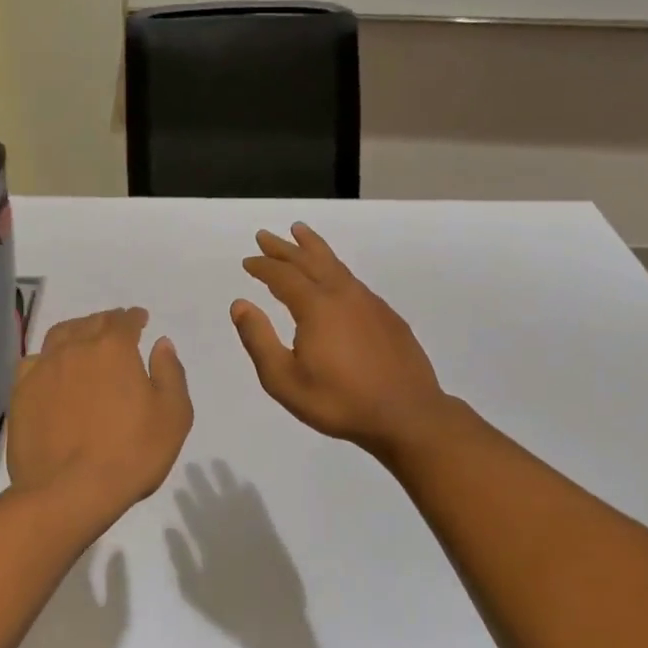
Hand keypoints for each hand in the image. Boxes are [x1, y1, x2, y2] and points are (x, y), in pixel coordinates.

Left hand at [8, 307, 193, 516]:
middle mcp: (75, 348)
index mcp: (114, 349)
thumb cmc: (131, 453)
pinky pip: (34, 361)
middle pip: (92, 323)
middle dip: (107, 322)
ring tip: (83, 340)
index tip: (140, 320)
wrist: (68, 492)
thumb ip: (170, 373)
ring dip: (76, 331)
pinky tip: (53, 368)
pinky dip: (48, 357)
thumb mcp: (173, 415)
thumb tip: (161, 343)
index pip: (125, 321)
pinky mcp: (21, 393)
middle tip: (115, 328)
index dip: (134, 318)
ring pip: (60, 335)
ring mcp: (44, 369)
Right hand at [232, 224, 451, 456]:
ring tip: (301, 233)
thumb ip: (259, 340)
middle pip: (310, 261)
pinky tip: (335, 278)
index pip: (283, 276)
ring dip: (314, 248)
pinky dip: (335, 268)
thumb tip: (240, 304)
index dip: (263, 266)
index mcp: (316, 307)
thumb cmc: (340, 402)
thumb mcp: (285, 380)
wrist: (407, 414)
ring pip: (336, 265)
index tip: (248, 260)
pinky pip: (353, 280)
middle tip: (266, 235)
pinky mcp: (387, 316)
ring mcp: (370, 303)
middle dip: (285, 247)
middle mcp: (343, 294)